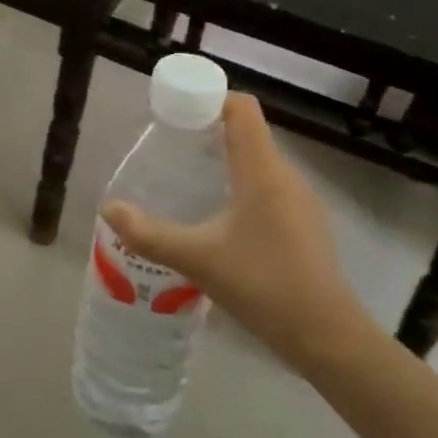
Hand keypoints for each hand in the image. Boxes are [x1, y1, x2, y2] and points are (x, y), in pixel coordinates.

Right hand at [102, 95, 381, 376]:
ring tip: (191, 183)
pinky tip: (222, 221)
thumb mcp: (196, 258)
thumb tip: (109, 209)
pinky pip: (271, 188)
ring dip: (227, 162)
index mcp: (262, 170)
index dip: (210, 99)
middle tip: (172, 151)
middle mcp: (287, 176)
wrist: (327, 337)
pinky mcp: (307, 226)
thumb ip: (149, 233)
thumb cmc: (262, 285)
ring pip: (260, 163)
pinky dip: (243, 187)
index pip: (242, 109)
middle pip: (249, 133)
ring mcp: (303, 202)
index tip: (178, 114)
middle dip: (209, 133)